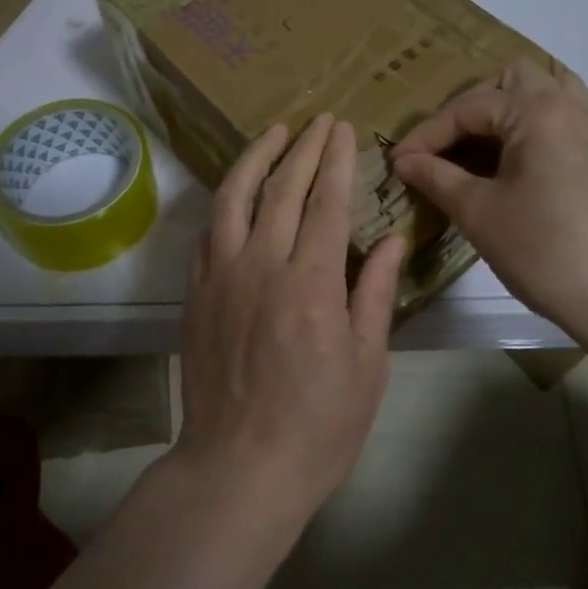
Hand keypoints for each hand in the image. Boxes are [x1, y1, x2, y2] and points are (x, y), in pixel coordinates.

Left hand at [175, 113, 409, 514]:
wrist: (239, 467)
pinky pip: (208, 231)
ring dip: (255, 158)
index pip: (325, 203)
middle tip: (318, 120)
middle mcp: (261, 265)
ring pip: (233, 198)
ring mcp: (221, 276)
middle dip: (303, 148)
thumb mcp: (366, 365)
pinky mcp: (196, 292)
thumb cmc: (318, 425)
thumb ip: (374, 293)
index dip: (335, 161)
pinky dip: (224, 201)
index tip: (341, 128)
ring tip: (273, 132)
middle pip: (281, 190)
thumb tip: (391, 239)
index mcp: (311, 283)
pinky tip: (236, 190)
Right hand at [390, 60, 587, 340]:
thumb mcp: (478, 212)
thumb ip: (436, 177)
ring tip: (479, 141)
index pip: (469, 107)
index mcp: (537, 110)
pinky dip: (529, 124)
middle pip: (512, 78)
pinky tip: (510, 161)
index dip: (427, 134)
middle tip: (445, 142)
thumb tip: (404, 162)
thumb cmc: (542, 248)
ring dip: (506, 107)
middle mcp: (568, 106)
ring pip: (543, 91)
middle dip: (471, 105)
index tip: (398, 161)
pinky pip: (560, 116)